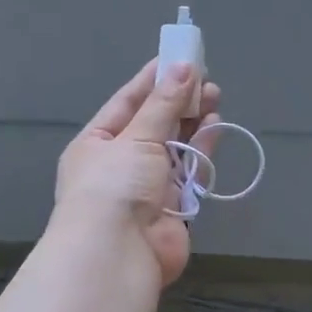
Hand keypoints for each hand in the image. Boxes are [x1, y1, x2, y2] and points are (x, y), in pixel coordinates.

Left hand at [54, 60, 221, 285]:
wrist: (117, 254)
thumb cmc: (114, 186)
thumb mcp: (136, 138)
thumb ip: (164, 104)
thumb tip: (184, 67)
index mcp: (96, 144)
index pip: (126, 103)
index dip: (153, 80)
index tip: (178, 57)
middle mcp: (120, 164)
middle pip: (153, 124)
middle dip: (178, 101)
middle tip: (205, 78)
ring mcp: (147, 187)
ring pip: (175, 147)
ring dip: (193, 122)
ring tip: (215, 96)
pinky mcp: (173, 208)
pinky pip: (189, 172)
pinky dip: (202, 150)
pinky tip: (215, 126)